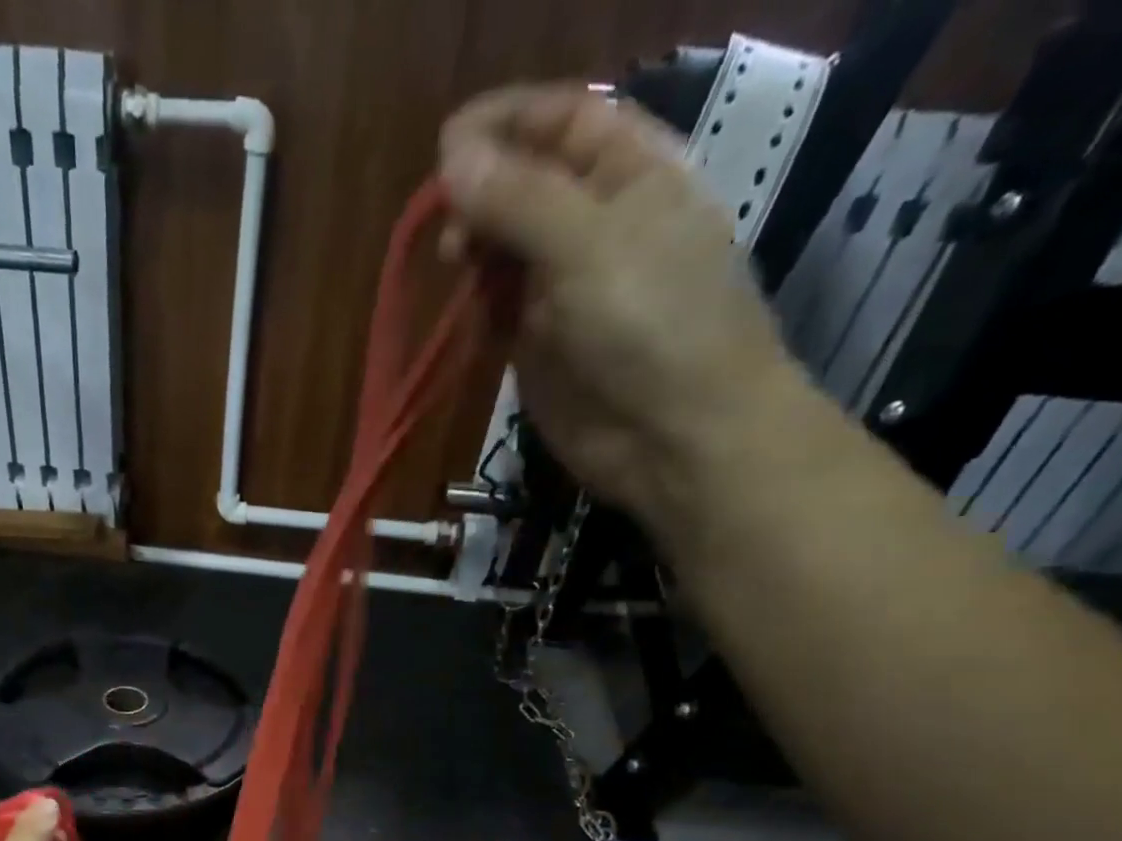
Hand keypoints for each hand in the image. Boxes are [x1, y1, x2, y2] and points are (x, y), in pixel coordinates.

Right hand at [439, 84, 806, 537]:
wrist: (674, 438)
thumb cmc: (652, 325)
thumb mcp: (588, 244)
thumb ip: (518, 198)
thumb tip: (452, 155)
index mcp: (632, 176)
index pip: (565, 121)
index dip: (508, 122)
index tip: (447, 143)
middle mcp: (594, 226)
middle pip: (524, 187)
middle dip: (482, 194)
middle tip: (450, 228)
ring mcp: (564, 290)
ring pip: (503, 251)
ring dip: (474, 252)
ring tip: (455, 265)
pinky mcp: (537, 347)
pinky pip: (496, 312)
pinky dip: (477, 307)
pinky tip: (469, 314)